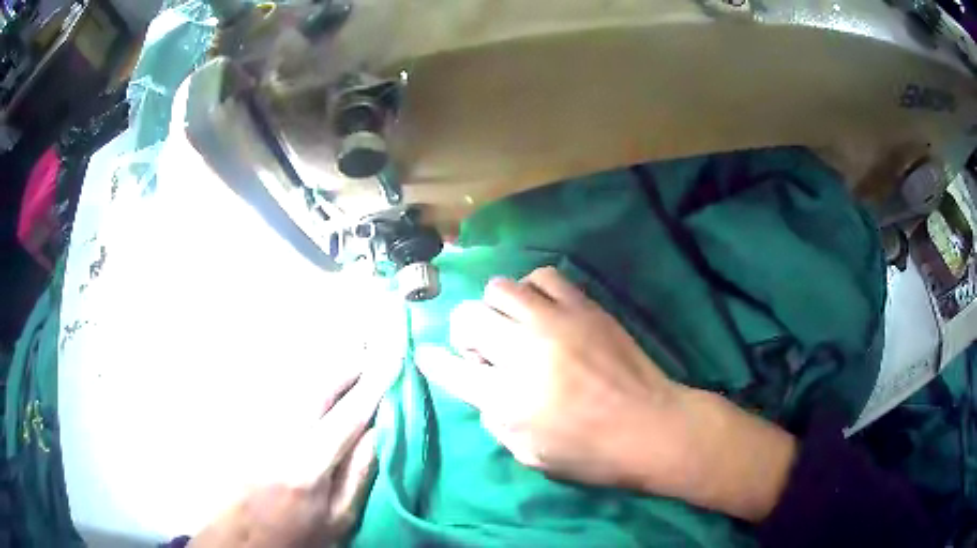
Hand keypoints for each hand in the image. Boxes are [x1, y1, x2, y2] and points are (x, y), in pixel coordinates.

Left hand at [189, 365, 391, 547]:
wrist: (243, 535)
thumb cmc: (297, 534)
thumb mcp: (340, 518)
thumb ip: (361, 474)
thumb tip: (381, 429)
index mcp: (307, 466)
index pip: (348, 414)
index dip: (374, 384)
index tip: (394, 357)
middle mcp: (278, 435)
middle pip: (317, 383)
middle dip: (348, 361)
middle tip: (373, 348)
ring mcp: (255, 423)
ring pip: (294, 377)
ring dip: (326, 362)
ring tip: (351, 353)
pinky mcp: (243, 419)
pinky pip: (276, 385)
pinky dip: (302, 374)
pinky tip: (316, 375)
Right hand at [416, 267, 796, 521]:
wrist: (652, 427)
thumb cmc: (591, 454)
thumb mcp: (529, 454)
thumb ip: (495, 419)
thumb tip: (483, 388)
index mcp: (506, 398)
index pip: (449, 368)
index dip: (432, 360)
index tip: (429, 354)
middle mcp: (523, 352)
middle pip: (468, 317)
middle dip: (465, 332)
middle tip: (484, 349)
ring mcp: (555, 323)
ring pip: (501, 287)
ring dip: (497, 308)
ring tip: (514, 325)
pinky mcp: (584, 307)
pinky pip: (543, 276)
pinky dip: (532, 289)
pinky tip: (542, 309)